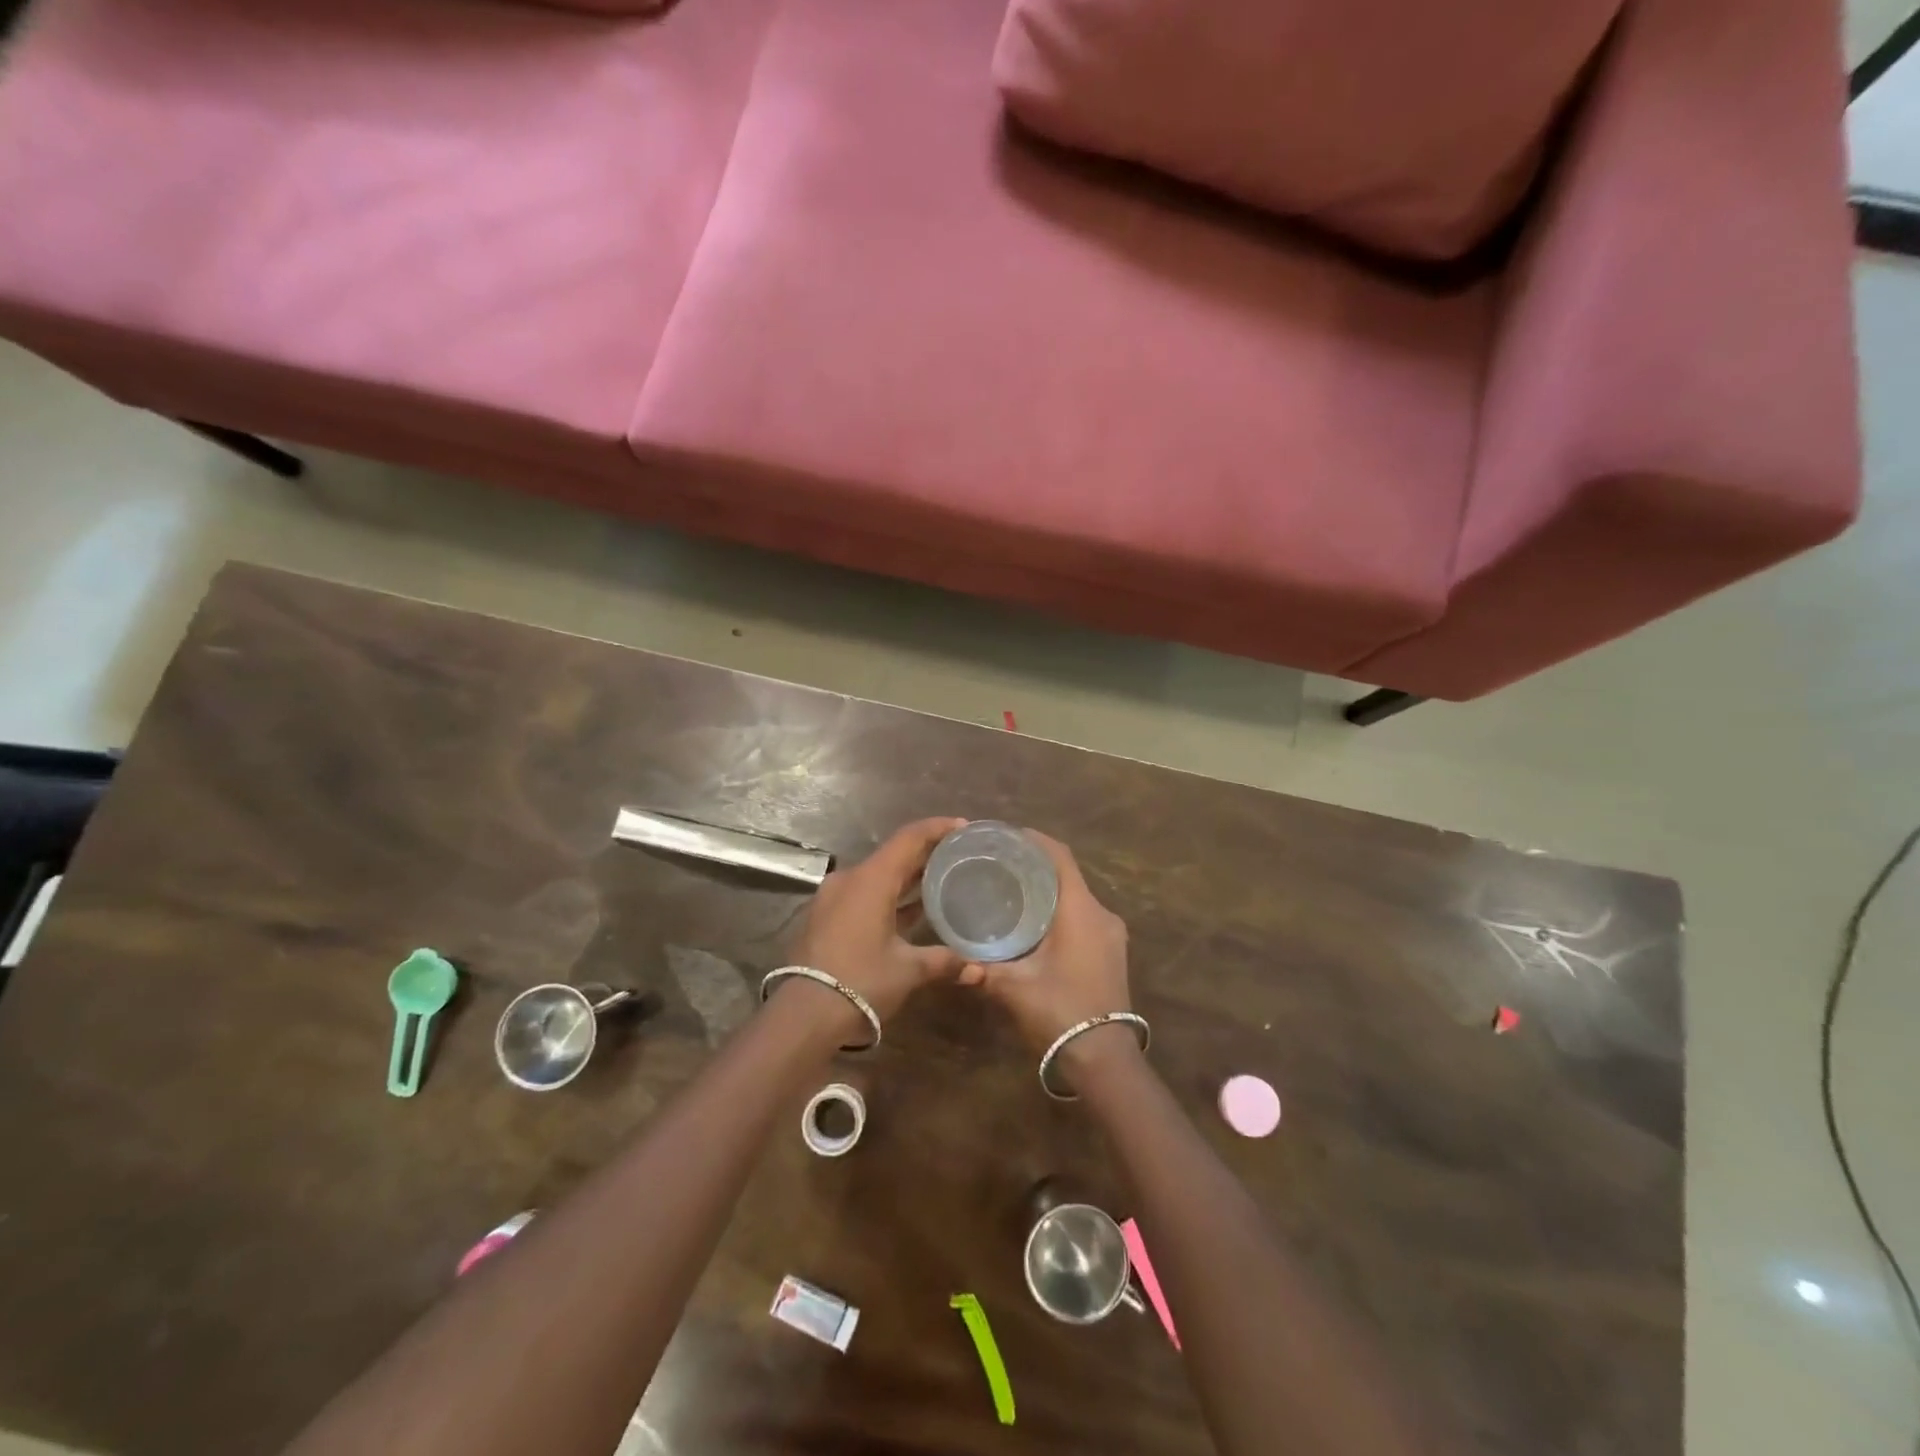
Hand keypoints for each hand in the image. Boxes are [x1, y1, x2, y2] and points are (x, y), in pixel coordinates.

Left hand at [788, 817, 968, 1027]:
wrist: (804, 1015)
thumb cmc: (862, 981)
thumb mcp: (908, 970)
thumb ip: (944, 961)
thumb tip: (979, 970)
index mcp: (872, 879)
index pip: (910, 838)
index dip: (938, 828)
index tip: (964, 827)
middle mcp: (851, 879)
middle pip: (894, 855)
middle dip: (926, 853)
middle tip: (958, 854)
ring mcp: (834, 898)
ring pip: (878, 876)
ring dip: (907, 877)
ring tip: (940, 880)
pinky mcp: (826, 917)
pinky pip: (864, 895)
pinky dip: (889, 896)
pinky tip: (911, 910)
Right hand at [960, 832, 1133, 1078]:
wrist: (1104, 1058)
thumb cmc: (1060, 1012)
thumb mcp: (1014, 988)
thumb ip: (983, 970)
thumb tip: (957, 962)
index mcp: (1080, 911)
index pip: (1060, 857)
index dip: (1036, 840)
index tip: (1008, 836)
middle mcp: (1101, 914)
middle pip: (1068, 875)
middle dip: (1037, 866)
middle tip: (1001, 865)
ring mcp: (1112, 935)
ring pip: (1077, 898)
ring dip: (1050, 890)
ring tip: (1013, 891)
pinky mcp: (1112, 952)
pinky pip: (1084, 917)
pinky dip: (1061, 911)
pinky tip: (1035, 923)